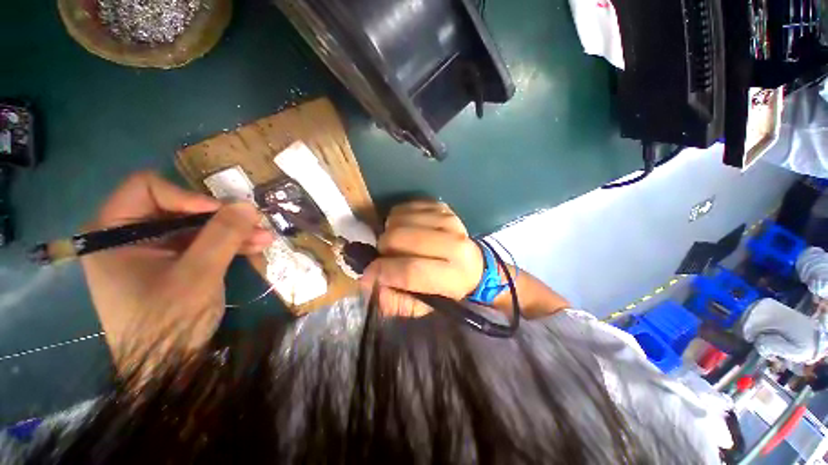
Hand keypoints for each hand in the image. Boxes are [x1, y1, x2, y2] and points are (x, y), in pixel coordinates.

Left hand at [81, 172, 273, 374]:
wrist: (166, 369)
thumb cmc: (168, 323)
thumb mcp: (197, 275)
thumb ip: (222, 236)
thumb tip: (247, 204)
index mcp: (112, 233)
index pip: (146, 189)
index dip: (187, 196)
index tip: (223, 212)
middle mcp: (129, 237)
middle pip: (177, 209)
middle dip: (220, 217)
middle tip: (254, 222)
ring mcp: (152, 252)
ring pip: (195, 228)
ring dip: (231, 232)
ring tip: (265, 238)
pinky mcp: (172, 265)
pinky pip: (201, 246)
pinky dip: (227, 246)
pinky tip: (254, 247)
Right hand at [360, 201, 482, 316]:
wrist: (473, 264)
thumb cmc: (446, 289)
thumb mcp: (424, 305)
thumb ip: (395, 301)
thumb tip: (369, 282)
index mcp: (454, 275)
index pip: (410, 270)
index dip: (382, 271)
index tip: (368, 274)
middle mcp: (454, 243)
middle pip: (400, 238)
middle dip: (383, 248)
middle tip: (386, 256)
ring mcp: (449, 220)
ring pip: (399, 219)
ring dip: (389, 231)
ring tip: (397, 243)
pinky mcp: (442, 207)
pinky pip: (406, 206)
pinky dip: (398, 218)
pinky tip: (405, 229)